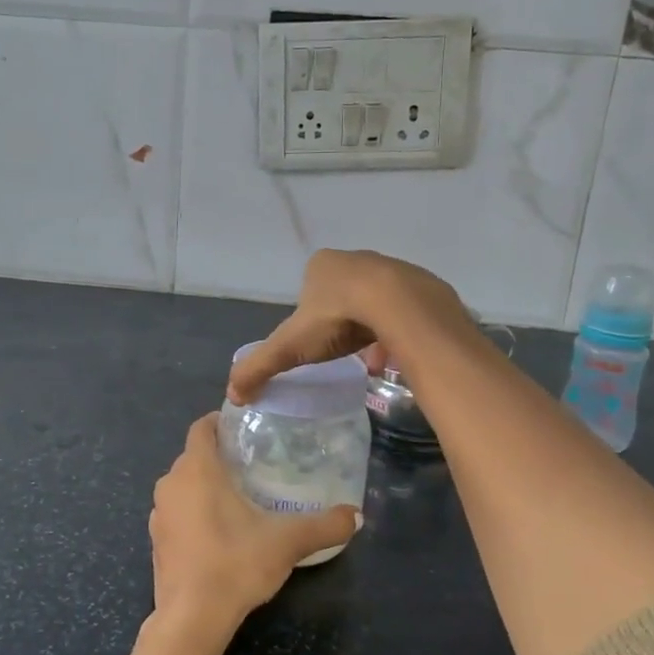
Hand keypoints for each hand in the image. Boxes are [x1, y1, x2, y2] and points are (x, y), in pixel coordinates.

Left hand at [148, 414, 360, 644]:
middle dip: (219, 457)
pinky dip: (193, 512)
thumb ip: (324, 526)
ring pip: (182, 485)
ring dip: (204, 486)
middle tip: (252, 465)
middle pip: (193, 456)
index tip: (245, 429)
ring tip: (238, 497)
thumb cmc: (235, 564)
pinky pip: (176, 512)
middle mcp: (171, 483)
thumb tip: (356, 516)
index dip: (220, 422)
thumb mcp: (287, 542)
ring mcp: (159, 514)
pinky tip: (218, 532)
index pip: (201, 428)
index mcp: (197, 469)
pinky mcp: (156, 541)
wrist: (191, 618)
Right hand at [227, 250, 468, 403]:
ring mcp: (392, 268)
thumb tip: (231, 395)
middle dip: (343, 324)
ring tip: (373, 360)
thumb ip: (259, 367)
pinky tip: (398, 354)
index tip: (317, 345)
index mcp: (322, 265)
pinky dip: (399, 330)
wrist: (399, 306)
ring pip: (376, 303)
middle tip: (343, 352)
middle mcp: (357, 259)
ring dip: (372, 328)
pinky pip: (406, 310)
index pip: (310, 290)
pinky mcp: (422, 284)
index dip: (311, 319)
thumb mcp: (290, 347)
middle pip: (345, 295)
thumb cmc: (338, 319)